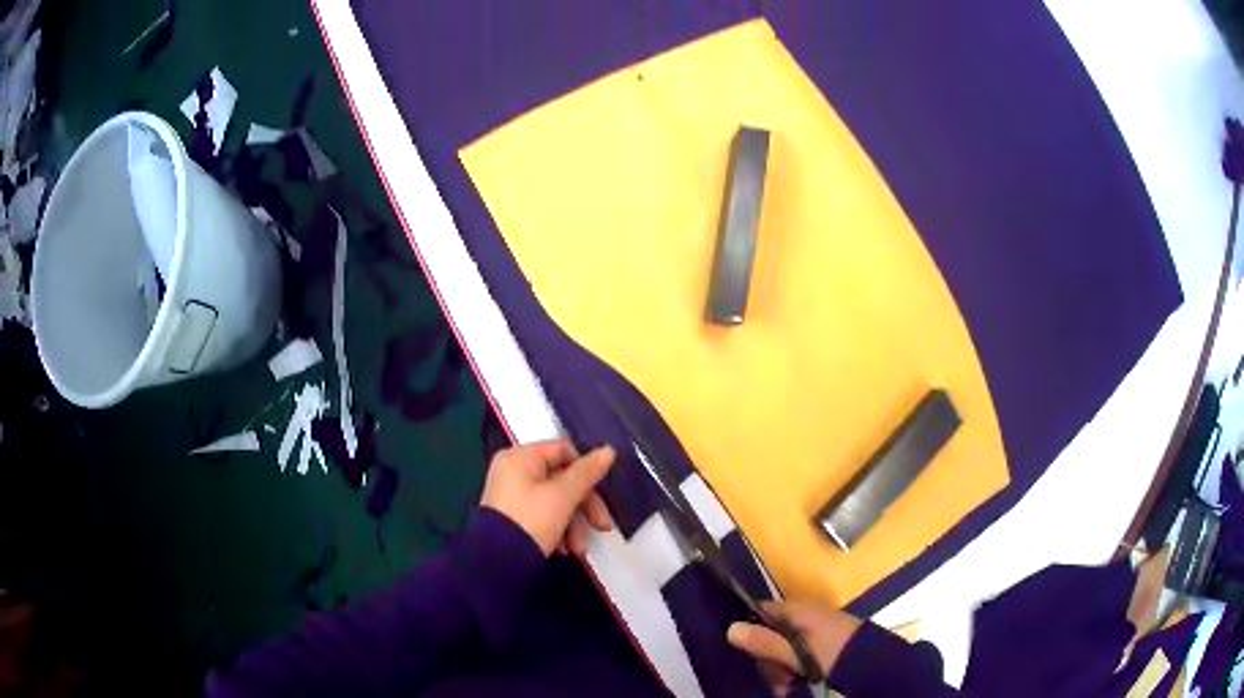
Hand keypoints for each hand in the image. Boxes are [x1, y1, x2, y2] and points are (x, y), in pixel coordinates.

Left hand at [480, 440, 615, 556]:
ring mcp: (512, 495)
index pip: (563, 450)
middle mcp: (513, 471)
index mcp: (520, 458)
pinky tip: (563, 549)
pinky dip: (558, 530)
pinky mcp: (513, 517)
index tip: (602, 492)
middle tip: (602, 526)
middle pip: (562, 479)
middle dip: (584, 506)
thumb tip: (609, 450)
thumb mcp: (563, 497)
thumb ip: (586, 473)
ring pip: (555, 501)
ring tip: (578, 549)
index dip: (586, 470)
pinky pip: (543, 515)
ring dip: (573, 524)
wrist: (497, 565)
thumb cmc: (531, 522)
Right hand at [727, 600, 861, 694]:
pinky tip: (796, 683)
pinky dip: (794, 668)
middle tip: (774, 678)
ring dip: (780, 668)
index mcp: (798, 610)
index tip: (744, 653)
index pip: (761, 612)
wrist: (874, 663)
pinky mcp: (824, 643)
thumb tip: (730, 629)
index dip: (748, 629)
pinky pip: (798, 653)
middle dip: (767, 658)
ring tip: (785, 686)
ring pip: (784, 647)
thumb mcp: (796, 652)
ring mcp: (816, 629)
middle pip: (771, 633)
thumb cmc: (833, 653)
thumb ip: (765, 641)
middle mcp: (805, 615)